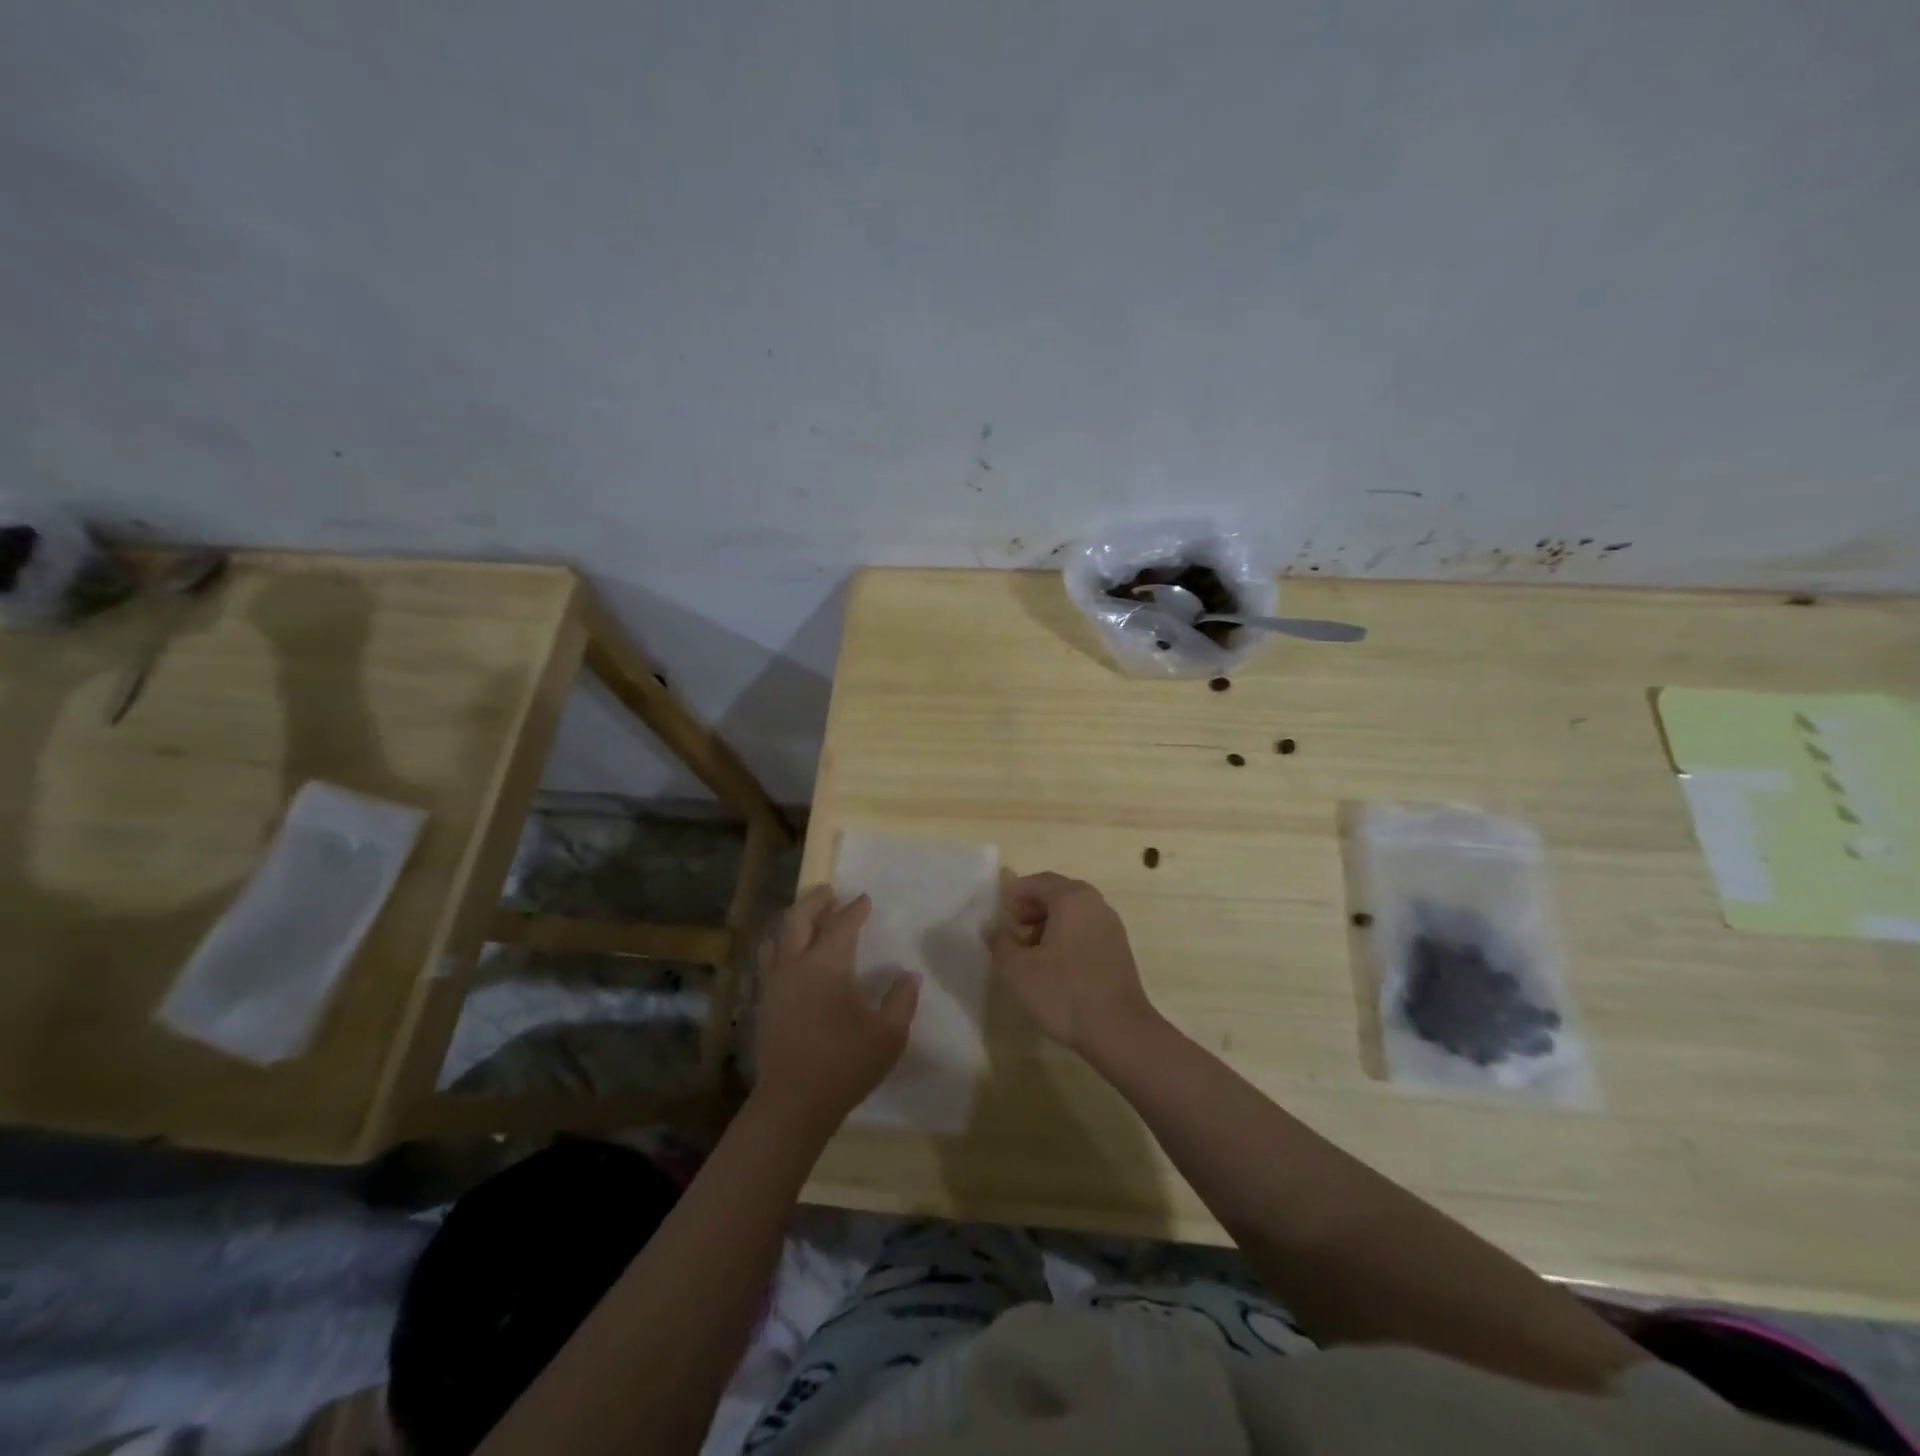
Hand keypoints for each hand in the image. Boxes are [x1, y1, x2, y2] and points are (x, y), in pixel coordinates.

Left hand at [755, 887, 919, 1127]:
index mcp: (827, 965)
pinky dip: (780, 947)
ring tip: (807, 919)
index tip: (865, 899)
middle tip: (829, 892)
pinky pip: (768, 962)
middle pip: (798, 919)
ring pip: (777, 938)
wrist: (793, 1103)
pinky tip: (789, 958)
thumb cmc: (845, 1063)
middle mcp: (795, 965)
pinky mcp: (763, 1005)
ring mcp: (774, 985)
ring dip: (793, 922)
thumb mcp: (889, 1034)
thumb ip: (902, 1000)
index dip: (855, 909)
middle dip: (815, 901)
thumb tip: (909, 975)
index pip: (841, 924)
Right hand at [989, 872, 1159, 1055]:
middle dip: (1032, 906)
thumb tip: (991, 927)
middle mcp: (1095, 904)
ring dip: (1049, 922)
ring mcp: (1111, 926)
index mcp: (1072, 899)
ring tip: (1029, 948)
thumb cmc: (1063, 992)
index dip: (1016, 892)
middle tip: (1012, 926)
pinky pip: (1086, 929)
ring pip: (1074, 912)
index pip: (1039, 881)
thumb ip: (1000, 942)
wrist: (1119, 1030)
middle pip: (1059, 893)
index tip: (999, 908)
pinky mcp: (1119, 949)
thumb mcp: (1018, 969)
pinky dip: (1067, 935)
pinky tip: (1054, 963)